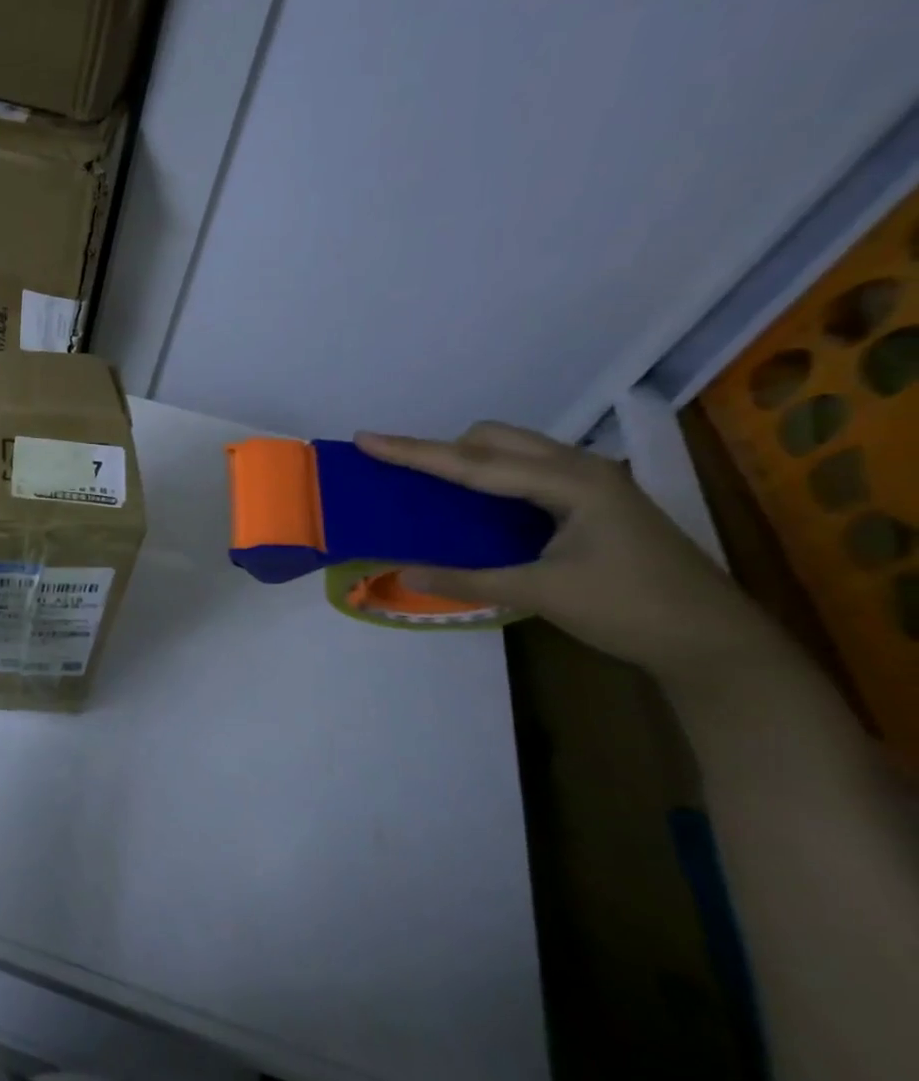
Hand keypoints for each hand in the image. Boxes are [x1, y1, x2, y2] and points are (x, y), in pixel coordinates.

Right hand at [357, 423, 778, 684]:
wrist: (714, 641)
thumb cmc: (632, 610)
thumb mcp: (542, 594)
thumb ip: (469, 580)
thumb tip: (403, 573)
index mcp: (570, 482)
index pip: (474, 463)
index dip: (414, 452)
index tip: (366, 439)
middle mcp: (581, 469)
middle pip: (494, 439)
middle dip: (443, 450)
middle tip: (402, 477)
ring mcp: (593, 483)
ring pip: (514, 451)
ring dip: (468, 461)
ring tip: (431, 488)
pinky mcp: (595, 501)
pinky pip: (528, 471)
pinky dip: (492, 477)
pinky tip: (478, 506)